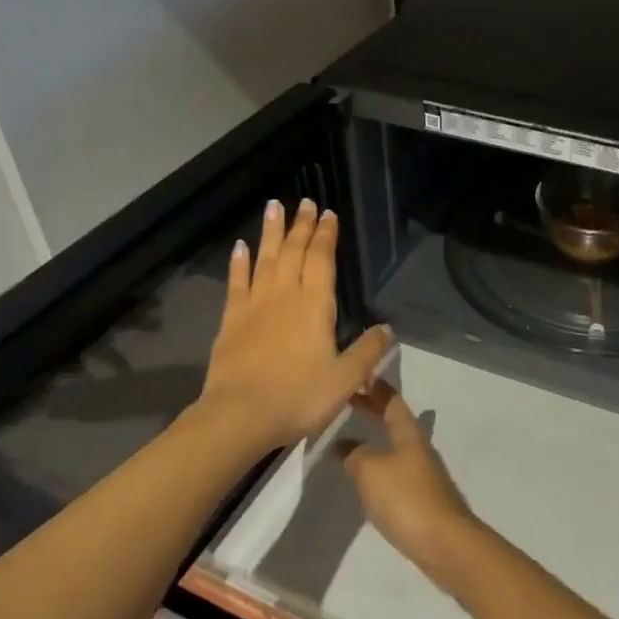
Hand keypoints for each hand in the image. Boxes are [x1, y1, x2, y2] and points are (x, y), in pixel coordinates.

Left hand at [198, 199, 391, 457]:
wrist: (239, 416)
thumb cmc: (299, 397)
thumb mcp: (346, 379)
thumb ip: (368, 351)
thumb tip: (387, 328)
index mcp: (315, 305)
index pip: (322, 260)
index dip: (326, 235)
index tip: (328, 214)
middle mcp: (284, 296)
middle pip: (294, 252)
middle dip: (302, 226)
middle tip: (305, 202)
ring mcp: (254, 306)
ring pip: (265, 259)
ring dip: (271, 232)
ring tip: (274, 206)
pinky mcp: (231, 321)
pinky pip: (236, 283)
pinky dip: (238, 263)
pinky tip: (239, 247)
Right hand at [339, 382, 481, 581]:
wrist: (444, 543)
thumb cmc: (406, 498)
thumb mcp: (370, 470)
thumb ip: (353, 454)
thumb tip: (343, 445)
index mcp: (408, 433)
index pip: (392, 400)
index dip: (377, 387)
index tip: (360, 374)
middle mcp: (418, 447)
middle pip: (395, 421)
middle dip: (374, 410)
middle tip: (349, 401)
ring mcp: (422, 473)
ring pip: (396, 445)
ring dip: (376, 438)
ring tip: (351, 438)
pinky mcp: (421, 498)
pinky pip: (396, 471)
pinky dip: (379, 464)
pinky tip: (367, 477)